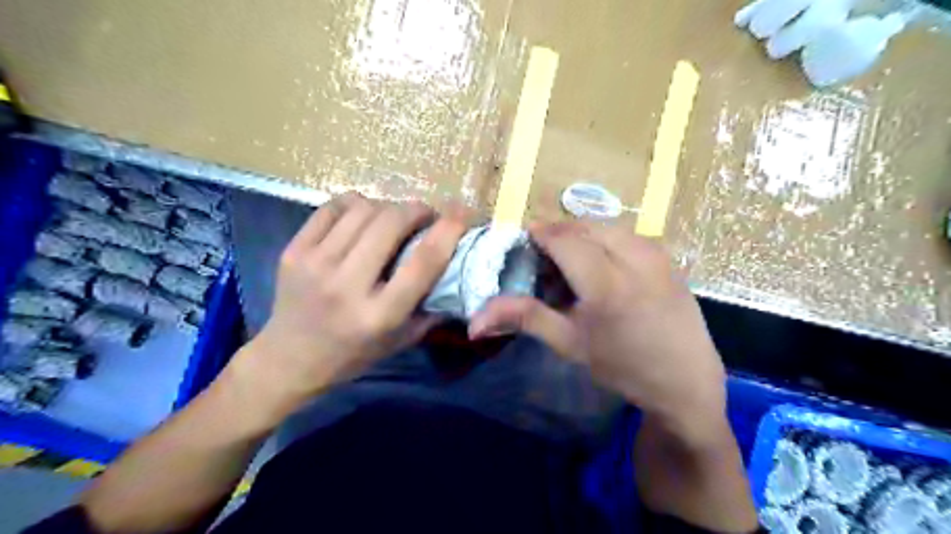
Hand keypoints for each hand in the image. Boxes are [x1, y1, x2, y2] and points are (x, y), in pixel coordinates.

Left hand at [229, 195, 466, 409]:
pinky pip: (333, 207)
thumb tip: (460, 269)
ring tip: (395, 217)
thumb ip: (433, 307)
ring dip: (389, 206)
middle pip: (391, 223)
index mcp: (380, 314)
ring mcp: (315, 264)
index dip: (449, 229)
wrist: (288, 360)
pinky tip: (363, 215)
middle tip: (426, 215)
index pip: (423, 261)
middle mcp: (347, 286)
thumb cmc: (352, 355)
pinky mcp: (294, 251)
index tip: (464, 212)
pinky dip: (356, 203)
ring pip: (363, 209)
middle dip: (417, 209)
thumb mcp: (401, 341)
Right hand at [470, 220, 728, 436]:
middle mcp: (633, 258)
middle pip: (583, 227)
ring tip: (572, 261)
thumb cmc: (623, 365)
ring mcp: (655, 253)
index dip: (539, 233)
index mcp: (605, 283)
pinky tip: (603, 263)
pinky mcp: (667, 256)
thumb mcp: (570, 343)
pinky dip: (605, 239)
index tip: (523, 241)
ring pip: (605, 226)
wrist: (685, 380)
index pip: (562, 239)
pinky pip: (627, 234)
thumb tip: (475, 320)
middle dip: (558, 233)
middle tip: (544, 257)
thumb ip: (525, 318)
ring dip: (582, 234)